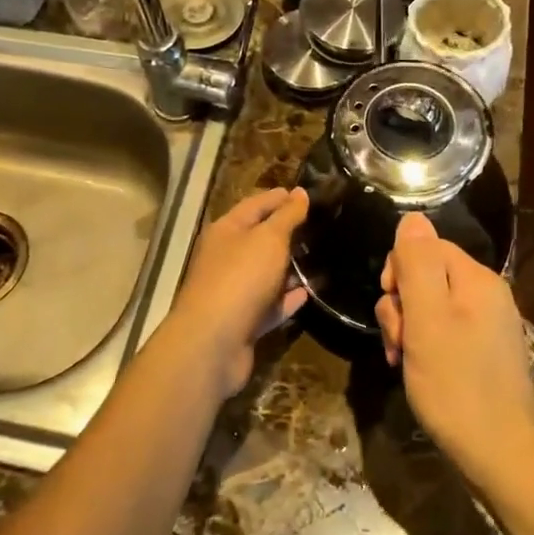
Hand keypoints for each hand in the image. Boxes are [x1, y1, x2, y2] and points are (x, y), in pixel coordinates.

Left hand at [164, 188, 308, 398]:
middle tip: (320, 225)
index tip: (305, 194)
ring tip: (320, 257)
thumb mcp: (269, 239)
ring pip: (265, 273)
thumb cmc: (240, 278)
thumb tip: (300, 192)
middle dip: (286, 232)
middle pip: (258, 239)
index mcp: (226, 231)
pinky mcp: (243, 321)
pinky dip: (288, 298)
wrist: (213, 342)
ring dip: (289, 267)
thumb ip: (287, 216)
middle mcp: (226, 258)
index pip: (255, 205)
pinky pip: (270, 304)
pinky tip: (310, 292)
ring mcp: (233, 291)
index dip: (279, 198)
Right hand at [376, 212, 533, 481]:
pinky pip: (444, 331)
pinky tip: (416, 370)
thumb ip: (417, 265)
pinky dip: (424, 346)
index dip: (399, 270)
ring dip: (408, 328)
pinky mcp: (484, 352)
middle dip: (401, 304)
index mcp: (478, 279)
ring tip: (404, 360)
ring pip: (431, 306)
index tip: (392, 304)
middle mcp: (488, 295)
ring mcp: (488, 325)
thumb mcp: (426, 320)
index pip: (426, 246)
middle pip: (426, 276)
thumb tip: (412, 217)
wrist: (499, 455)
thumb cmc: (456, 385)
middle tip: (399, 340)